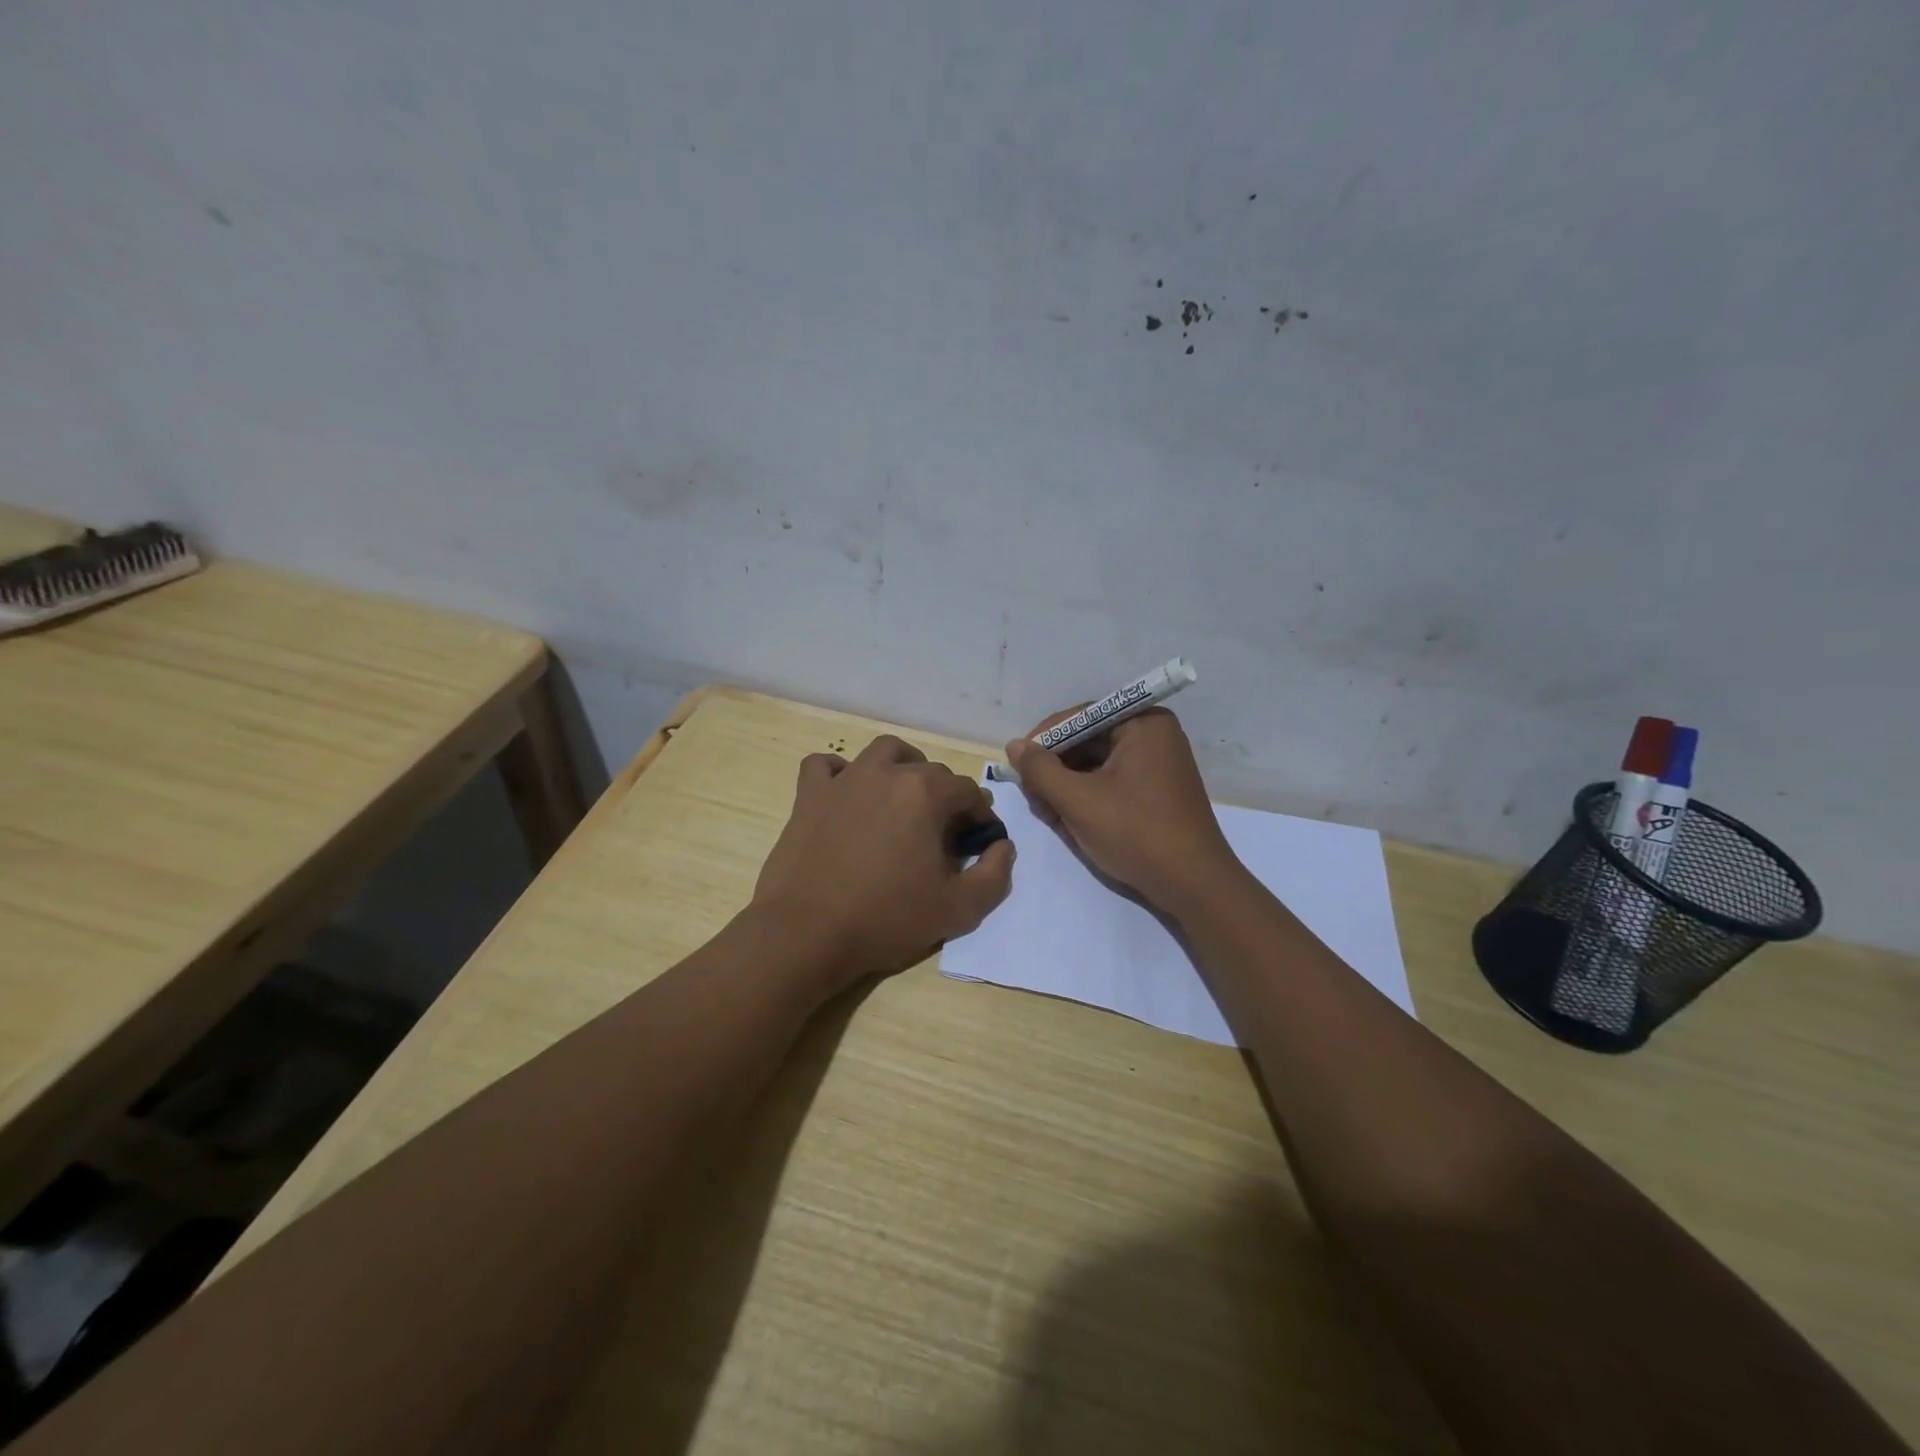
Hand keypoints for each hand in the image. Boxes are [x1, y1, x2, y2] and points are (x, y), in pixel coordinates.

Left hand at [752, 734, 1014, 986]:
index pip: (968, 792)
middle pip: (930, 771)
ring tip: (904, 799)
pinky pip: (826, 766)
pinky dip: (841, 773)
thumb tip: (1002, 846)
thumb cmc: (887, 919)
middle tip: (942, 836)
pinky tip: (848, 795)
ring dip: (902, 768)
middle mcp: (887, 773)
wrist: (807, 934)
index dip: (980, 817)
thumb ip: (994, 875)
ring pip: (883, 753)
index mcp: (926, 793)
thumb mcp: (959, 909)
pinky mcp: (809, 795)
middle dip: (945, 797)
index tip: (977, 844)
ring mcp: (844, 780)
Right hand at [1006, 708, 1240, 916]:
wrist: (1193, 885)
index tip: (1018, 766)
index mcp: (1143, 723)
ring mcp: (1159, 764)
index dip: (1044, 740)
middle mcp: (1154, 735)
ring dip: (1068, 788)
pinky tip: (1071, 823)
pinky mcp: (1157, 791)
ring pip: (1096, 765)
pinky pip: (1113, 782)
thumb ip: (1040, 770)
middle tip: (1034, 799)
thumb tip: (1014, 745)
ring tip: (1051, 816)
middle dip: (1056, 770)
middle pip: (1087, 742)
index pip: (1080, 717)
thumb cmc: (1135, 833)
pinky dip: (1089, 798)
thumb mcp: (1078, 800)